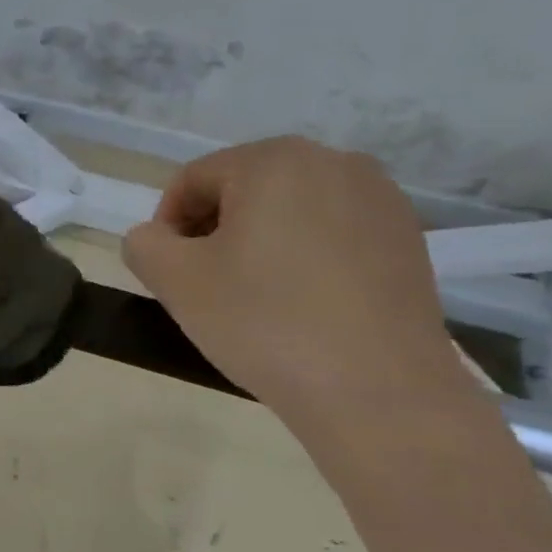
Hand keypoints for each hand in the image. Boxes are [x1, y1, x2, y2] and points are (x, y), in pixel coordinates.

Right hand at [123, 137, 476, 421]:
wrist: (378, 391)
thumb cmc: (264, 322)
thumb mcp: (175, 281)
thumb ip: (144, 244)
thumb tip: (154, 238)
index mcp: (274, 160)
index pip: (193, 180)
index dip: (166, 224)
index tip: (165, 272)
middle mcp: (334, 162)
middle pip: (243, 188)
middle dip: (212, 231)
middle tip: (202, 284)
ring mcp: (380, 199)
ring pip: (288, 210)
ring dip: (256, 243)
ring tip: (251, 296)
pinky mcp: (407, 238)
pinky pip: (331, 233)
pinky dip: (302, 256)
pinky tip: (299, 303)